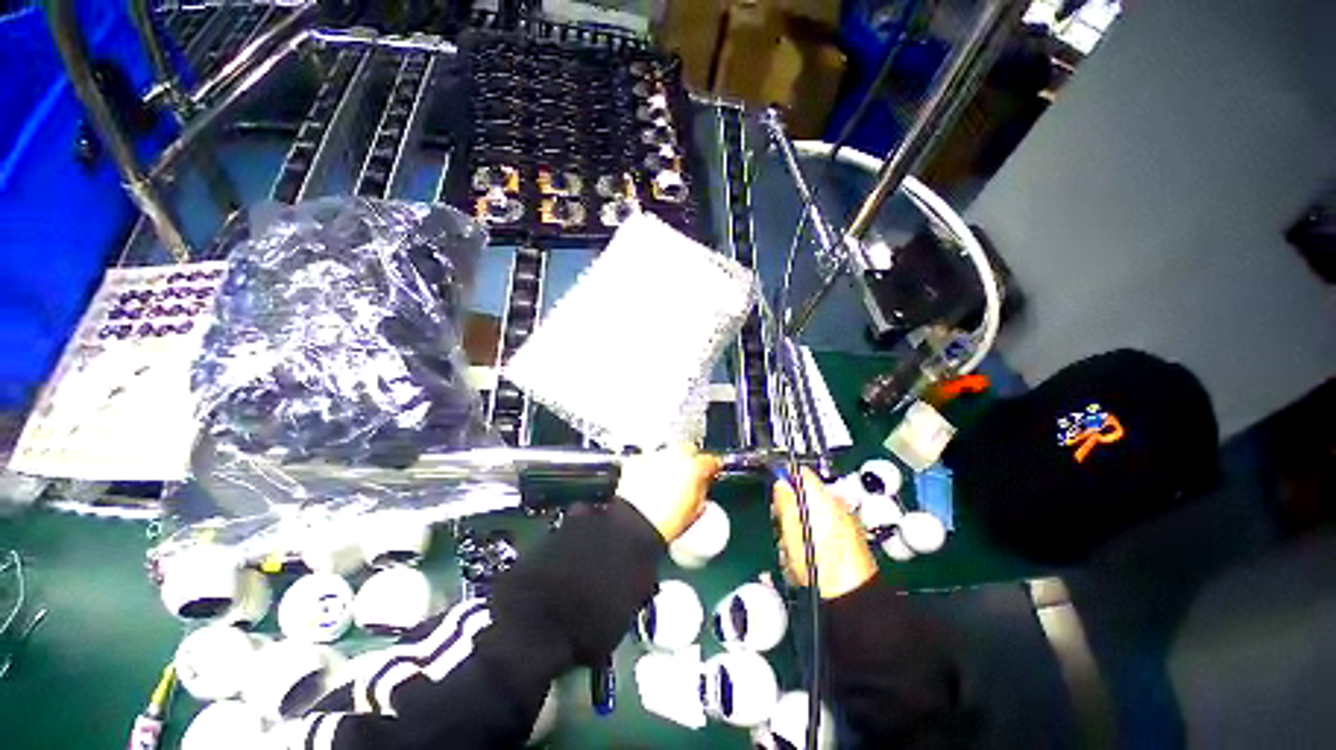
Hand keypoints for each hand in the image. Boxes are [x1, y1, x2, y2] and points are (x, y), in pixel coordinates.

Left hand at [616, 446, 721, 541]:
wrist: (636, 524)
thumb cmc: (666, 523)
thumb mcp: (696, 509)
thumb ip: (703, 490)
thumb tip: (702, 485)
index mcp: (695, 466)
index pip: (711, 460)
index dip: (712, 468)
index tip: (711, 474)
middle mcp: (676, 455)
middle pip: (689, 450)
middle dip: (690, 460)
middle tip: (688, 477)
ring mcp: (655, 456)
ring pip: (668, 453)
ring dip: (670, 463)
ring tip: (666, 482)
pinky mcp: (637, 461)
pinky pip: (648, 460)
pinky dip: (650, 467)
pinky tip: (649, 481)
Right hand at [773, 468, 877, 599]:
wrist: (850, 599)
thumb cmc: (819, 564)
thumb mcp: (791, 529)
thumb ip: (785, 501)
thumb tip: (781, 482)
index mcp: (823, 497)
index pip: (800, 472)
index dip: (784, 480)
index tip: (776, 496)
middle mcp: (837, 505)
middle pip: (805, 495)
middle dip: (790, 509)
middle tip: (781, 528)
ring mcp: (845, 523)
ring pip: (813, 514)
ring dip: (799, 527)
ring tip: (792, 551)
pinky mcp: (849, 541)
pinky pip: (824, 529)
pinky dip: (812, 538)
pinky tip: (805, 559)